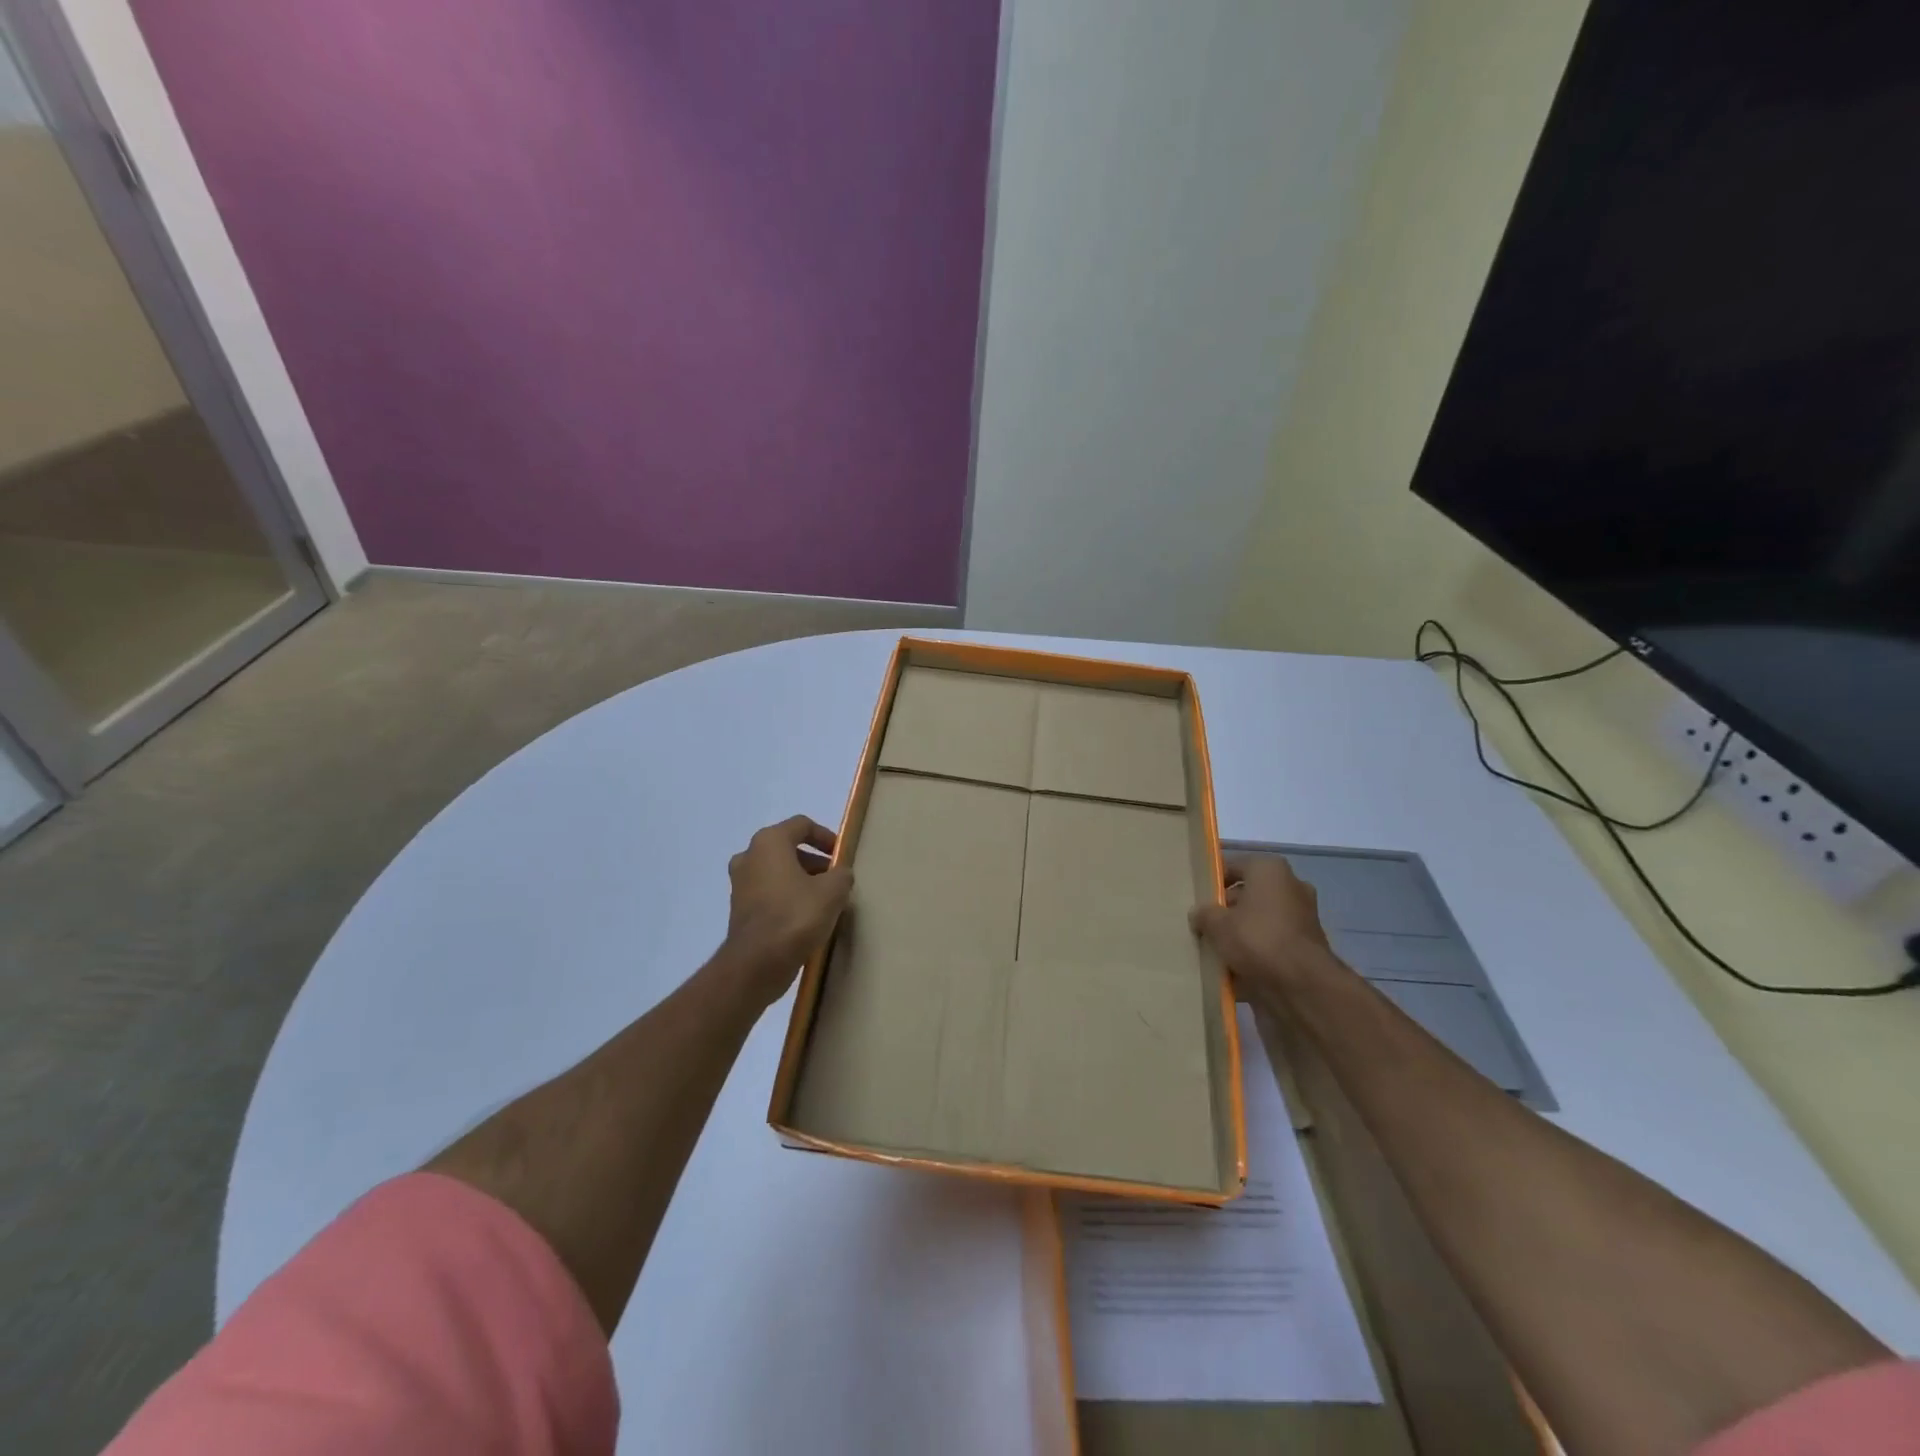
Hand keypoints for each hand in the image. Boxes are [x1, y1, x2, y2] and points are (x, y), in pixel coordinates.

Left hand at [724, 816, 853, 1003]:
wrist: (756, 963)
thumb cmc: (796, 916)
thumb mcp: (833, 891)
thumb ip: (842, 875)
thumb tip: (840, 875)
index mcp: (769, 842)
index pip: (802, 825)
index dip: (826, 836)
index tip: (842, 856)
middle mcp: (749, 856)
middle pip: (788, 849)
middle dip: (815, 862)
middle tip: (835, 880)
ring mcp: (740, 884)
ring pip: (777, 872)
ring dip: (801, 881)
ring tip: (824, 901)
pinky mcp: (739, 909)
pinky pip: (769, 894)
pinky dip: (787, 898)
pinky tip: (806, 919)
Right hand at [1189, 854, 1339, 1006]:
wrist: (1301, 987)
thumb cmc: (1257, 939)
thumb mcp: (1217, 923)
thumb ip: (1204, 914)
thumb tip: (1199, 914)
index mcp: (1270, 871)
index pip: (1233, 867)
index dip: (1212, 881)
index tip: (1195, 898)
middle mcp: (1290, 889)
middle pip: (1247, 896)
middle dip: (1225, 911)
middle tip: (1201, 926)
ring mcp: (1300, 920)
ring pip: (1258, 923)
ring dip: (1238, 935)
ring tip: (1211, 950)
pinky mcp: (1304, 950)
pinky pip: (1269, 947)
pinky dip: (1253, 956)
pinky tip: (1229, 971)